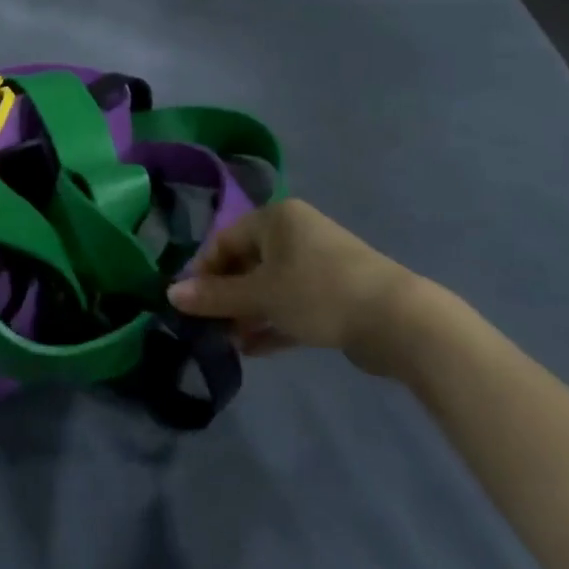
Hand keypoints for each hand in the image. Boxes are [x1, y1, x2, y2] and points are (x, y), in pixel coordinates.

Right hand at [168, 199, 438, 374]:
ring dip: (246, 313)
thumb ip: (215, 296)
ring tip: (227, 342)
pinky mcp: (333, 294)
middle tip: (208, 327)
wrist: (397, 320)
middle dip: (226, 296)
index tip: (188, 303)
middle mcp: (295, 234)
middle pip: (247, 262)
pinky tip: (252, 349)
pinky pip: (291, 304)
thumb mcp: (260, 295)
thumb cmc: (319, 293)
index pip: (225, 239)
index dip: (203, 270)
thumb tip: (170, 294)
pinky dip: (272, 323)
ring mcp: (317, 264)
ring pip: (269, 286)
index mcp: (276, 219)